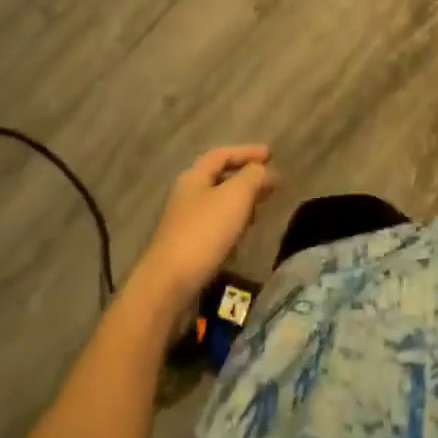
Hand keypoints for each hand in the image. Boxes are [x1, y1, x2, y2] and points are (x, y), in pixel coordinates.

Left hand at [128, 146, 280, 314]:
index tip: (271, 155)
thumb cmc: (203, 233)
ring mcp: (183, 223)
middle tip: (270, 184)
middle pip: (220, 178)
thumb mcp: (235, 196)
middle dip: (247, 178)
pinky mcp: (185, 249)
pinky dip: (232, 224)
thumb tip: (262, 170)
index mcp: (195, 177)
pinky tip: (241, 236)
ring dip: (241, 202)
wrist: (167, 286)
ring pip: (218, 204)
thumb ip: (253, 176)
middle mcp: (187, 195)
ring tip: (260, 209)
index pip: (223, 154)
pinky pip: (214, 227)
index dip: (247, 151)